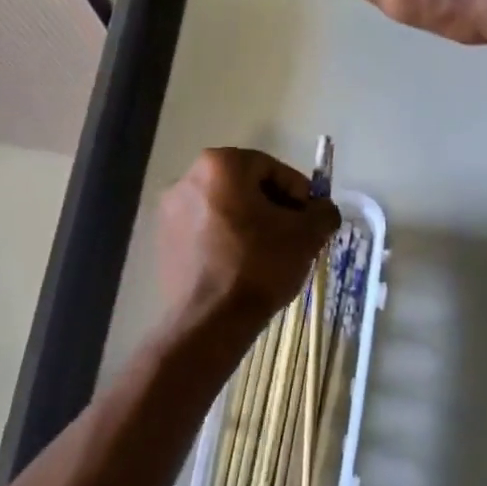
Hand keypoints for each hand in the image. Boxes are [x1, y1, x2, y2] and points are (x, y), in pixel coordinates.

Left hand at [156, 148, 340, 329]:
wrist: (210, 320)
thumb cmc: (259, 266)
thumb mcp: (306, 236)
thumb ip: (322, 213)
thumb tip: (323, 211)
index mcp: (220, 165)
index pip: (271, 167)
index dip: (299, 192)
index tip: (311, 218)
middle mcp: (187, 179)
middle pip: (244, 186)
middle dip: (273, 207)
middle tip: (294, 235)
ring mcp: (169, 211)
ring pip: (224, 209)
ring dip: (250, 224)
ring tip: (270, 254)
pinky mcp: (163, 241)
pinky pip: (204, 231)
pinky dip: (225, 240)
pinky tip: (242, 267)